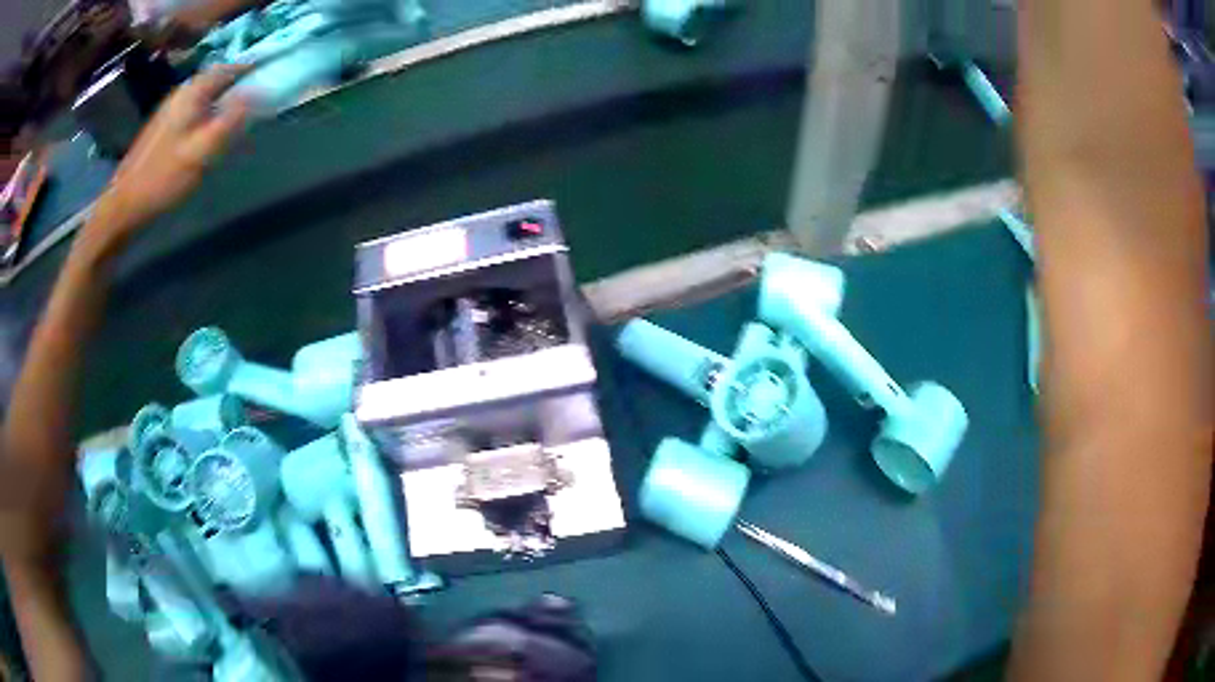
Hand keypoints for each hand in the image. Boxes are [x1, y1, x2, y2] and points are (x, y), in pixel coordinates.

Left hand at [86, 64, 251, 247]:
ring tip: (236, 119)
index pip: (229, 68)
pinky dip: (207, 116)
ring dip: (222, 103)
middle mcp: (181, 94)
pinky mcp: (162, 129)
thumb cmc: (163, 178)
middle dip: (237, 86)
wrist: (123, 206)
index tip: (270, 76)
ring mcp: (169, 111)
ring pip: (204, 97)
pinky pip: (193, 112)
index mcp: (192, 93)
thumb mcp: (202, 151)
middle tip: (256, 101)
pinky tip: (209, 135)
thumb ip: (232, 119)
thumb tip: (258, 93)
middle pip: (216, 81)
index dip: (251, 69)